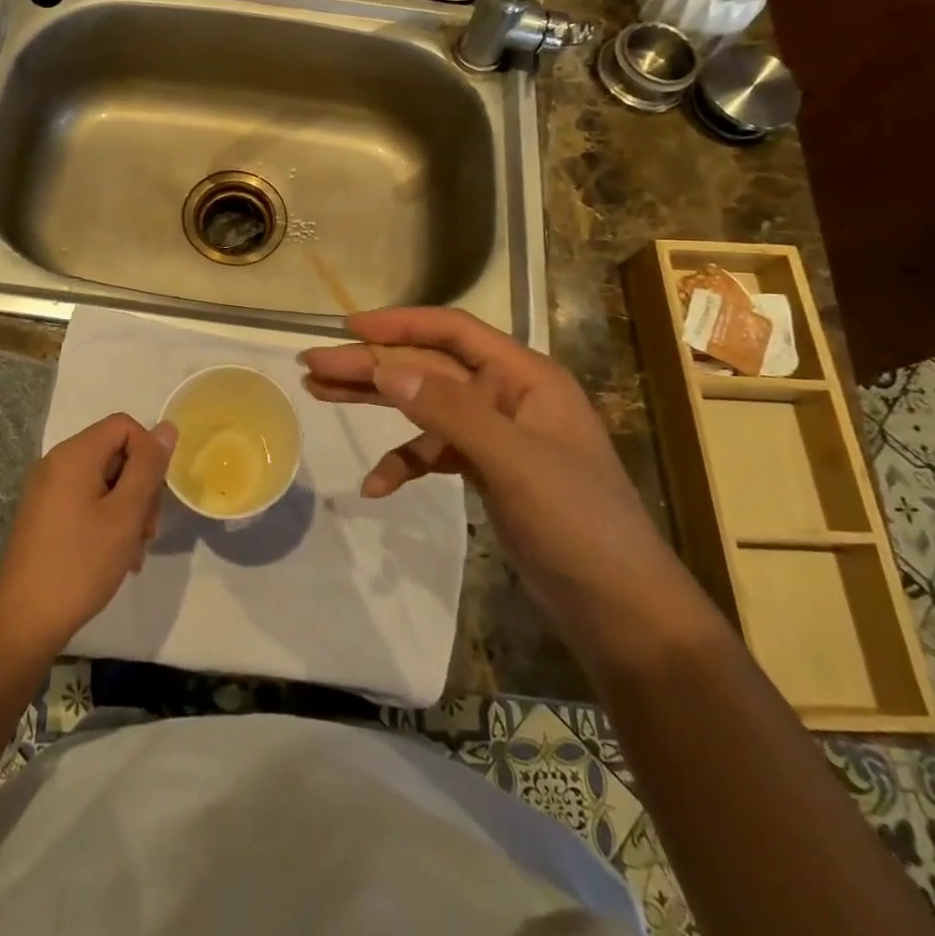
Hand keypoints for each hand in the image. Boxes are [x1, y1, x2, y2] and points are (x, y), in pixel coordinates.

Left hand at [0, 413, 177, 657]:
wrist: (24, 622)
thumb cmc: (80, 563)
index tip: (155, 496)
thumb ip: (149, 467)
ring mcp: (46, 490)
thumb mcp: (126, 513)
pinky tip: (115, 555)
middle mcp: (55, 463)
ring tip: (133, 550)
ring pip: (103, 481)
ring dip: (127, 509)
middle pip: (114, 453)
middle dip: (140, 486)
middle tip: (148, 530)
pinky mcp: (43, 515)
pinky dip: (106, 519)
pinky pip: (85, 500)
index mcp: (74, 454)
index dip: (148, 453)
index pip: (124, 426)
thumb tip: (167, 427)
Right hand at [302, 308, 711, 667]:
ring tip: (321, 395)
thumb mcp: (513, 461)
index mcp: (525, 377)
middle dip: (372, 365)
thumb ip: (449, 411)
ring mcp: (496, 435)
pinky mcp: (487, 471)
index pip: (453, 332)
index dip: (399, 324)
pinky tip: (375, 486)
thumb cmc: (578, 524)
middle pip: (428, 368)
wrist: (620, 611)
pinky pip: (433, 453)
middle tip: (314, 366)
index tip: (347, 327)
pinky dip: (404, 463)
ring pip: (424, 406)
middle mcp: (507, 396)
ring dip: (377, 403)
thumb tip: (386, 367)